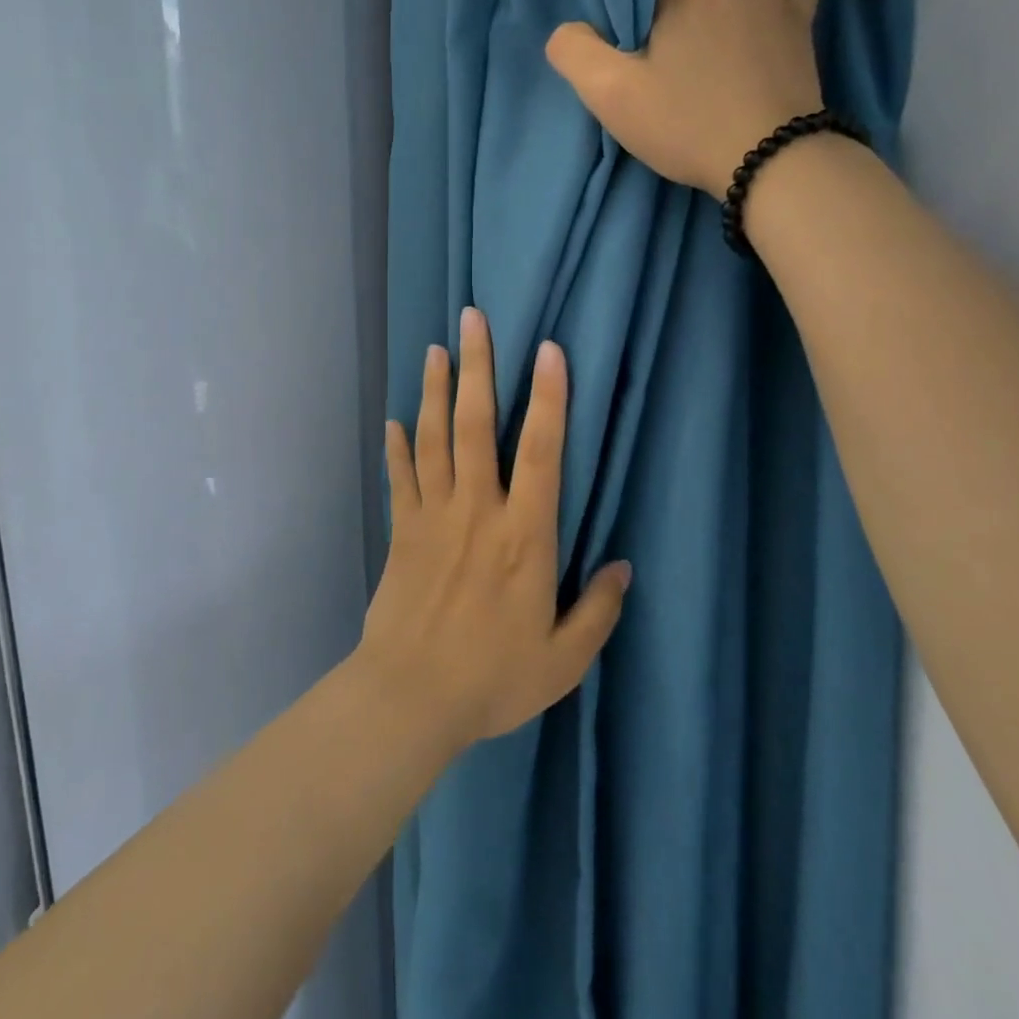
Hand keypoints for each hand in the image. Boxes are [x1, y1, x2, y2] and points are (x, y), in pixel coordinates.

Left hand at [355, 307, 630, 752]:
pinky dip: (398, 448)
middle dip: (478, 368)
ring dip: (434, 391)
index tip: (547, 350)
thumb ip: (598, 612)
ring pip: (434, 439)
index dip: (548, 398)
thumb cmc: (492, 680)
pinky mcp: (401, 533)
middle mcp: (477, 512)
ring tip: (435, 350)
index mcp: (524, 537)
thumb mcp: (563, 660)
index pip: (541, 453)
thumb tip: (624, 568)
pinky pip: (400, 479)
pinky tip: (395, 421)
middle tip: (472, 319)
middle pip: (475, 426)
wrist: (409, 699)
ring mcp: (433, 517)